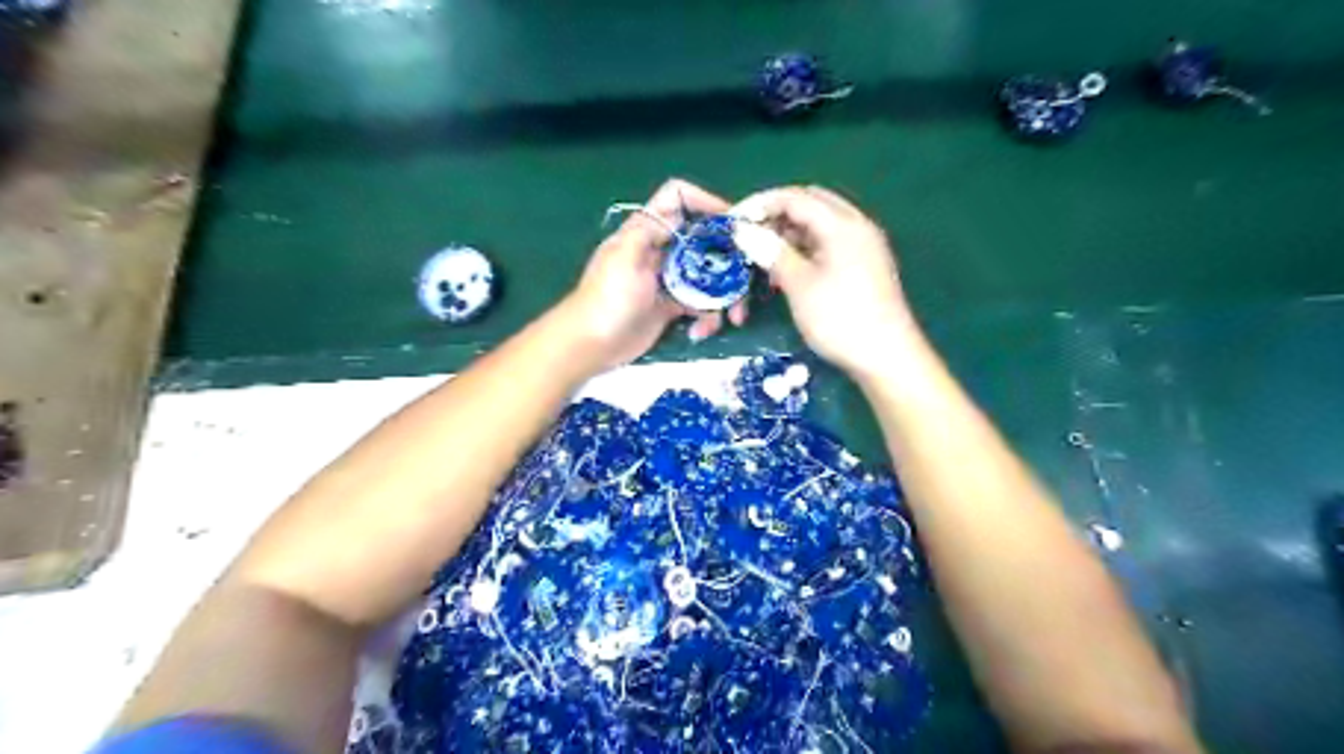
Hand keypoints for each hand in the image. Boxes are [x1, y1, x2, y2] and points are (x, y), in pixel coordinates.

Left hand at [557, 176, 744, 365]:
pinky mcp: (671, 307)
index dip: (705, 201)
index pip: (678, 199)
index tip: (732, 222)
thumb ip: (651, 230)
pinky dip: (707, 317)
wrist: (591, 344)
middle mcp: (660, 249)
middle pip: (704, 241)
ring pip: (708, 276)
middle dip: (727, 260)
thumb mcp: (625, 257)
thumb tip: (683, 215)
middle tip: (745, 280)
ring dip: (724, 296)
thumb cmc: (607, 297)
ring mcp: (667, 279)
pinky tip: (701, 332)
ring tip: (732, 318)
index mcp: (646, 231)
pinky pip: (701, 305)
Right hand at [741, 186, 920, 373]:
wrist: (887, 358)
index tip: (733, 223)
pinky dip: (804, 252)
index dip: (760, 205)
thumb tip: (743, 230)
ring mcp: (862, 246)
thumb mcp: (800, 285)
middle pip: (809, 205)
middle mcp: (856, 226)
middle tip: (750, 237)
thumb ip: (771, 251)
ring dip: (788, 236)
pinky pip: (827, 246)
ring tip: (763, 261)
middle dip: (776, 217)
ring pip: (818, 226)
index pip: (794, 197)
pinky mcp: (862, 266)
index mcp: (842, 224)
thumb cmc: (840, 319)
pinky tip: (785, 274)